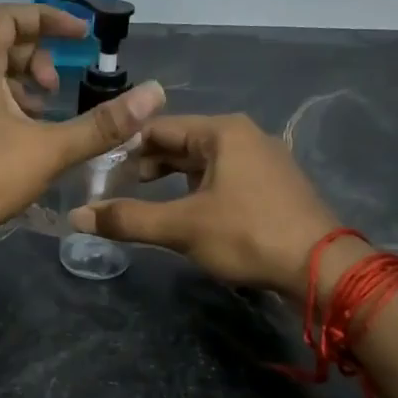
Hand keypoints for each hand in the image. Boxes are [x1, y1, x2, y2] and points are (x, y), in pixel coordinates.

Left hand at [0, 5, 165, 245]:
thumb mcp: (49, 149)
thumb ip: (101, 125)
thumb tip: (154, 94)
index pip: (10, 16)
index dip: (48, 18)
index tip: (82, 37)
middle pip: (1, 46)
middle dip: (38, 57)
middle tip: (59, 88)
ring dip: (25, 88)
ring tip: (48, 116)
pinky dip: (11, 111)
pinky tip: (27, 144)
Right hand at [68, 113, 362, 298]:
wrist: (320, 269)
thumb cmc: (247, 235)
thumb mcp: (182, 227)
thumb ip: (128, 219)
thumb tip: (77, 217)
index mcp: (222, 131)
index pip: (159, 128)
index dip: (125, 148)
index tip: (100, 173)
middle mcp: (244, 136)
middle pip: (182, 144)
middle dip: (148, 166)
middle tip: (117, 192)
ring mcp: (263, 160)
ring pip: (204, 163)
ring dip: (173, 181)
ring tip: (146, 205)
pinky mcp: (273, 186)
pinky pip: (224, 179)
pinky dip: (199, 191)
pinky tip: (187, 215)